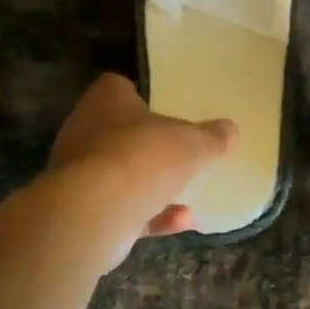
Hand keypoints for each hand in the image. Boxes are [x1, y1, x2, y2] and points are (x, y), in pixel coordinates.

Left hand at [45, 74, 235, 268]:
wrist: (93, 214)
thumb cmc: (142, 157)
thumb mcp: (192, 144)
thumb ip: (212, 137)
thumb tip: (231, 130)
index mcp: (106, 101)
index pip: (116, 87)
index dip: (138, 95)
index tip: (163, 106)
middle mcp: (84, 131)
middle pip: (117, 131)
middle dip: (145, 143)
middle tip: (176, 149)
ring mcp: (78, 174)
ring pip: (118, 173)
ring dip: (149, 184)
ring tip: (186, 192)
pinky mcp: (81, 211)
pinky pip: (121, 208)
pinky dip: (150, 215)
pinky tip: (183, 221)